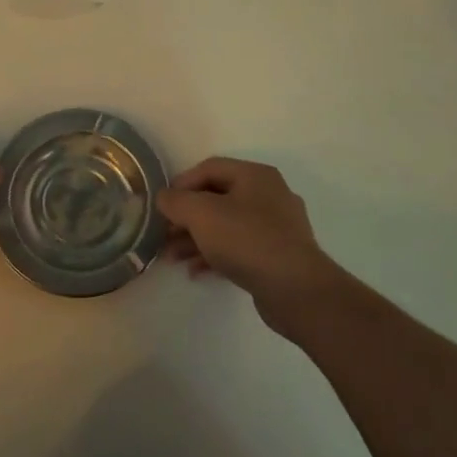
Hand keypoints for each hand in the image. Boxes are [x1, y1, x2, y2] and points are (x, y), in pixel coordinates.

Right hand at [157, 158, 335, 333]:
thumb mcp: (201, 214)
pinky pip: (239, 247)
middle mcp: (269, 195)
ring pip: (226, 225)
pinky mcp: (278, 255)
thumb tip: (164, 198)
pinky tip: (196, 271)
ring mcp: (277, 227)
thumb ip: (176, 201)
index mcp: (255, 175)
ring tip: (172, 258)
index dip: (181, 183)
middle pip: (216, 198)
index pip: (209, 168)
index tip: (161, 205)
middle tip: (163, 236)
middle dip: (185, 218)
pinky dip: (215, 255)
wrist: (295, 289)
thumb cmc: (246, 239)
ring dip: (196, 239)